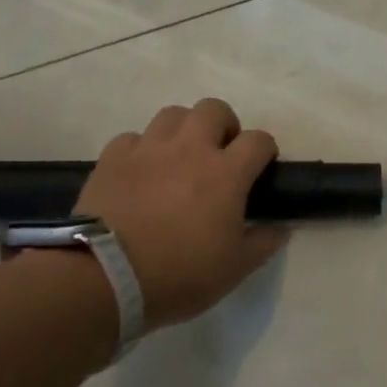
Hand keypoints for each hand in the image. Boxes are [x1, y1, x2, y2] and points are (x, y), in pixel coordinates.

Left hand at [75, 98, 289, 329]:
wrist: (105, 277)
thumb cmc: (179, 274)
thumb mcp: (235, 268)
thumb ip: (263, 243)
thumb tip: (281, 228)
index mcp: (227, 173)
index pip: (259, 140)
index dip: (265, 150)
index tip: (261, 168)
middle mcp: (190, 148)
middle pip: (214, 109)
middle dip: (224, 125)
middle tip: (221, 154)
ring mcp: (148, 149)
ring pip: (173, 114)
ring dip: (184, 129)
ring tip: (181, 157)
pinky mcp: (112, 158)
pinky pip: (133, 138)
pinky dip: (142, 149)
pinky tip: (142, 172)